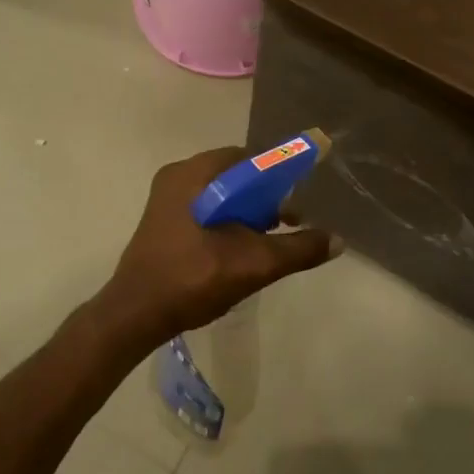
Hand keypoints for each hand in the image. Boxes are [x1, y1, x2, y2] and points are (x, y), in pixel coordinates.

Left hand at [101, 147, 342, 345]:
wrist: (135, 315)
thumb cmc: (191, 278)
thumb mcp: (253, 264)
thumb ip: (298, 249)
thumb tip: (338, 241)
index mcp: (193, 174)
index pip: (248, 158)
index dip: (278, 175)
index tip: (296, 200)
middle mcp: (177, 176)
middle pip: (235, 176)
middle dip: (264, 198)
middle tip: (285, 224)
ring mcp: (166, 199)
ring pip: (220, 194)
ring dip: (247, 212)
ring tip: (267, 240)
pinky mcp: (162, 221)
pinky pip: (204, 208)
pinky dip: (227, 221)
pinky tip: (239, 250)